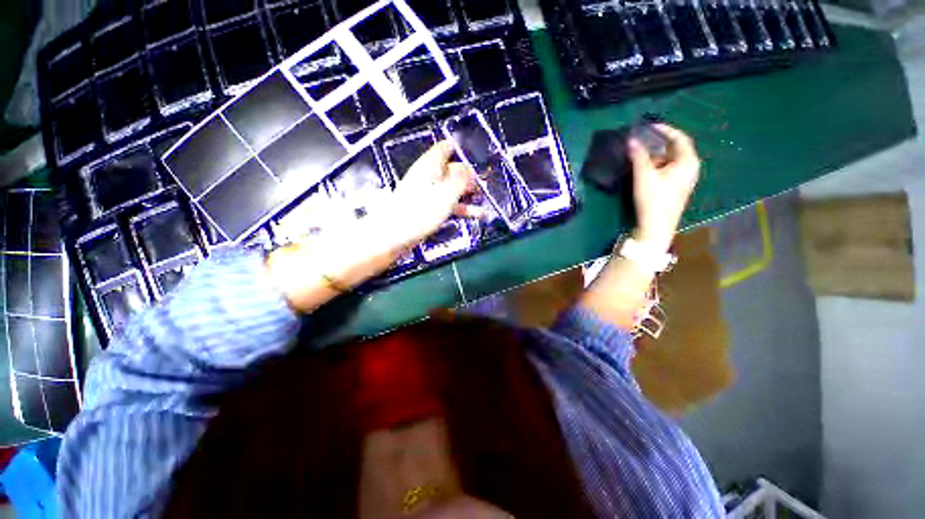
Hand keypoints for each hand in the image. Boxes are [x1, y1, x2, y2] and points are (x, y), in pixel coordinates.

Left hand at [386, 141, 477, 248]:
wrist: (397, 234)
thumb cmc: (422, 210)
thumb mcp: (446, 192)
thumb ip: (461, 179)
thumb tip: (470, 169)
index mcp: (430, 165)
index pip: (446, 148)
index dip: (461, 150)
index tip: (478, 158)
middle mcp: (429, 175)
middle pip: (452, 169)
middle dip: (469, 176)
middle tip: (486, 185)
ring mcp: (428, 193)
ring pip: (451, 188)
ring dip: (467, 193)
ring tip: (484, 200)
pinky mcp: (428, 208)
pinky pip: (448, 203)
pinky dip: (461, 207)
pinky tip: (475, 214)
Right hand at [628, 124, 700, 252]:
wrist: (656, 227)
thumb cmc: (653, 200)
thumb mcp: (644, 176)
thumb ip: (638, 156)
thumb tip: (630, 139)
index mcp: (688, 161)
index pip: (679, 138)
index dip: (664, 130)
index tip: (648, 126)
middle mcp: (690, 167)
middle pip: (675, 148)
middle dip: (658, 142)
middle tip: (642, 138)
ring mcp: (684, 178)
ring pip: (670, 159)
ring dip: (655, 154)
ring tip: (639, 151)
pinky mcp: (676, 187)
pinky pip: (668, 168)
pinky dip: (657, 164)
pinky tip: (644, 167)